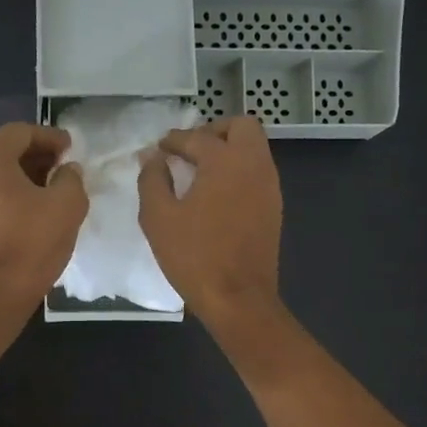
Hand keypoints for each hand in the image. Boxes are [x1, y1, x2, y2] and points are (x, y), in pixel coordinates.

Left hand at [0, 122, 86, 311]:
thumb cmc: (31, 242)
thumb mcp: (67, 204)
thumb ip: (71, 177)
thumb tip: (66, 170)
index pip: (22, 132)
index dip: (51, 137)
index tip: (72, 149)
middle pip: (4, 150)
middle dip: (35, 156)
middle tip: (63, 167)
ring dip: (21, 176)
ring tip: (50, 190)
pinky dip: (7, 194)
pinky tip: (29, 209)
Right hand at [137, 115, 283, 329]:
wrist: (238, 298)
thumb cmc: (194, 256)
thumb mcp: (158, 217)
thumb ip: (152, 179)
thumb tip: (153, 158)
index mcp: (225, 161)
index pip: (197, 137)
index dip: (174, 140)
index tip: (158, 149)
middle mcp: (254, 165)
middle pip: (241, 127)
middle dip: (214, 131)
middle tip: (189, 151)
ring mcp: (269, 187)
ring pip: (254, 149)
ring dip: (228, 151)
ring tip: (199, 174)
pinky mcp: (274, 208)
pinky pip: (257, 174)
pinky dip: (238, 172)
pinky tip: (215, 196)